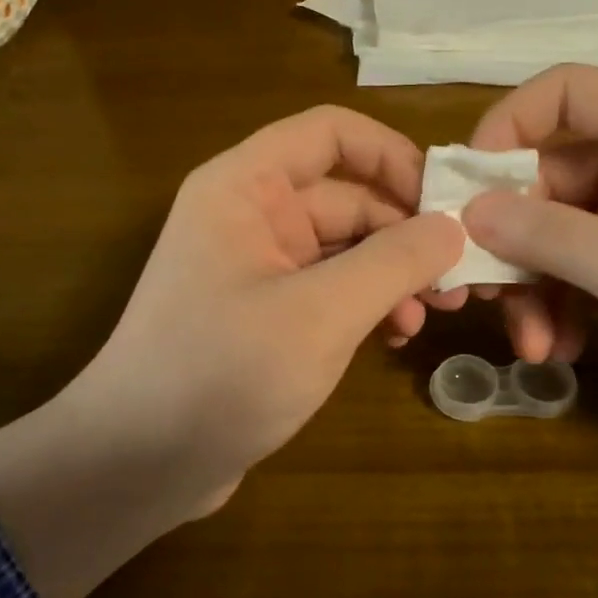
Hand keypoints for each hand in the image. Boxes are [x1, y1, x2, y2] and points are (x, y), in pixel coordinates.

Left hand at [72, 104, 465, 505]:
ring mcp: (256, 265)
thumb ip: (393, 261)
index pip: (330, 132)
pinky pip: (330, 288)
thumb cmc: (221, 373)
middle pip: (346, 195)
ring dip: (392, 274)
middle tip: (460, 279)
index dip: (392, 155)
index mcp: (245, 187)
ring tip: (432, 315)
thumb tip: (453, 227)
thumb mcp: (320, 314)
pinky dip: (366, 304)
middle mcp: (249, 214)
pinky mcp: (265, 313)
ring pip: (344, 246)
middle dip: (405, 232)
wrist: (136, 464)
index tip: (447, 200)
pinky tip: (396, 336)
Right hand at [461, 65, 597, 441]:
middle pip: (550, 174)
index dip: (503, 128)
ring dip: (535, 284)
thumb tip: (468, 211)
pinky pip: (588, 266)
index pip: (564, 93)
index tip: (463, 190)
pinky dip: (566, 302)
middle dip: (512, 238)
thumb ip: (549, 236)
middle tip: (478, 293)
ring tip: (532, 345)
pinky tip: (563, 348)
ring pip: (562, 229)